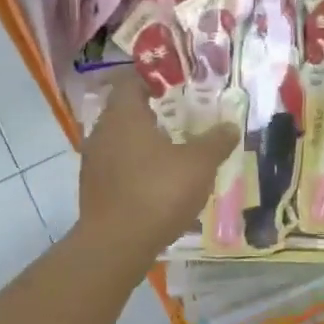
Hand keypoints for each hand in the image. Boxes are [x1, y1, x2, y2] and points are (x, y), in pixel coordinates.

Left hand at [78, 72, 238, 267]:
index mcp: (123, 115)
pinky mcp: (93, 187)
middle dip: (152, 112)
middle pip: (125, 110)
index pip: (132, 81)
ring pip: (120, 139)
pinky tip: (157, 180)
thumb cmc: (157, 192)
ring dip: (143, 141)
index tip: (176, 85)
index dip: (154, 79)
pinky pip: (116, 165)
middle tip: (182, 116)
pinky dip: (135, 165)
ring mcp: (93, 161)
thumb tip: (230, 125)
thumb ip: (215, 141)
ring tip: (173, 149)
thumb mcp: (199, 165)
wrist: (116, 244)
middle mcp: (102, 131)